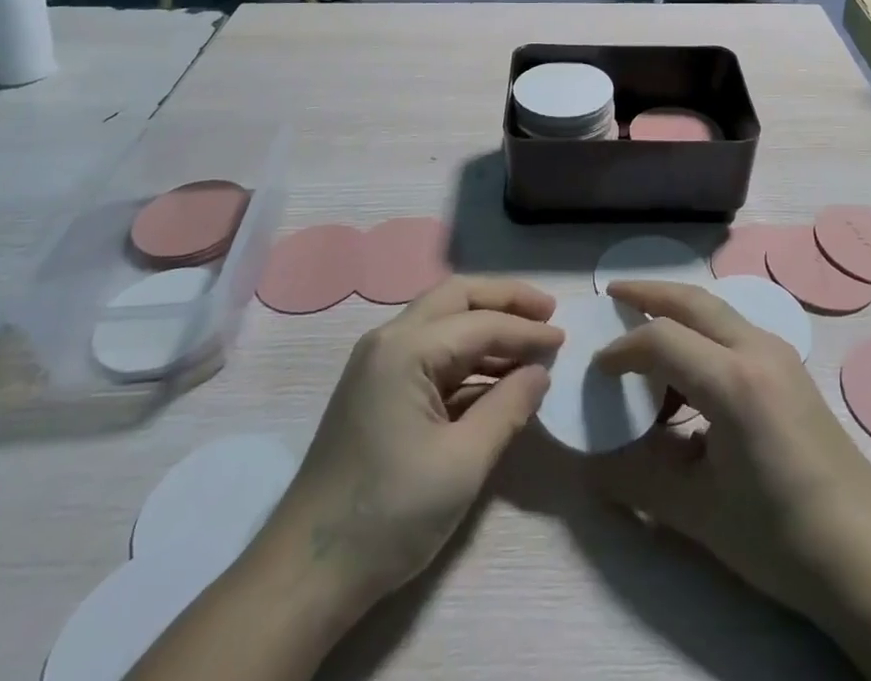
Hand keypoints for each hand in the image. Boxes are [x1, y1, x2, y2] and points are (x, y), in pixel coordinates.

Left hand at [258, 277, 563, 618]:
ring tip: (529, 343)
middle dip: (505, 300)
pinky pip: (429, 350)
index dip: (526, 331)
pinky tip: (493, 375)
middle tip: (547, 314)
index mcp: (405, 349)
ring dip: (485, 325)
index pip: (480, 324)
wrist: (307, 573)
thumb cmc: (389, 515)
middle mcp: (388, 340)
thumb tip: (539, 372)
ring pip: (441, 320)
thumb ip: (507, 409)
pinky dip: (465, 353)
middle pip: (456, 298)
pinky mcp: (376, 388)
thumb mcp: (462, 465)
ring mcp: (378, 363)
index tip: (564, 340)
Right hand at [588, 280, 870, 624]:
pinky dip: (701, 334)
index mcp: (734, 382)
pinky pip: (735, 331)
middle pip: (692, 301)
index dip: (621, 349)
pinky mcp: (790, 368)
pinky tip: (687, 374)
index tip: (595, 370)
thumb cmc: (780, 537)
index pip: (661, 339)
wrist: (869, 558)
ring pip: (716, 311)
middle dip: (649, 293)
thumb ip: (638, 479)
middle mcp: (758, 349)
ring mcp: (779, 355)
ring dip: (677, 312)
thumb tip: (589, 467)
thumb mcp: (699, 513)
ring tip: (644, 335)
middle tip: (613, 294)